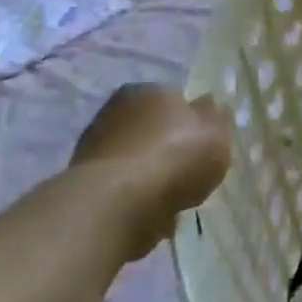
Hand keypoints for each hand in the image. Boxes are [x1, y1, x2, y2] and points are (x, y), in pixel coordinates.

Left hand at [70, 84, 233, 256]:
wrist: (117, 204)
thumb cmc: (175, 157)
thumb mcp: (216, 133)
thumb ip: (217, 118)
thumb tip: (210, 104)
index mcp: (147, 91)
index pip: (175, 99)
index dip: (194, 121)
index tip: (207, 144)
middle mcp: (114, 112)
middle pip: (153, 129)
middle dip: (170, 147)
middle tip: (193, 170)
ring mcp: (94, 148)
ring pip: (137, 158)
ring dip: (152, 173)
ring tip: (175, 196)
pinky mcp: (84, 183)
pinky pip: (123, 186)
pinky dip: (137, 196)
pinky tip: (152, 211)